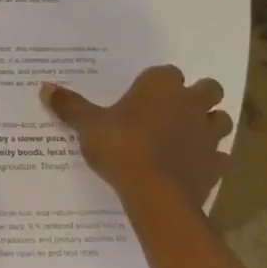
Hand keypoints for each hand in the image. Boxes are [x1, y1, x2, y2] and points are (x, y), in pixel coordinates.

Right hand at [40, 66, 233, 209]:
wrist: (156, 195)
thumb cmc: (121, 147)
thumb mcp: (88, 125)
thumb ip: (70, 106)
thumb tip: (45, 88)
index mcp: (161, 85)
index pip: (167, 72)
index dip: (158, 82)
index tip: (144, 94)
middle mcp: (190, 103)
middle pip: (208, 88)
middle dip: (197, 96)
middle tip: (174, 109)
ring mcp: (208, 134)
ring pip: (221, 120)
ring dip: (209, 124)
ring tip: (187, 135)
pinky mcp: (217, 165)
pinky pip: (220, 156)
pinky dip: (211, 159)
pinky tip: (193, 165)